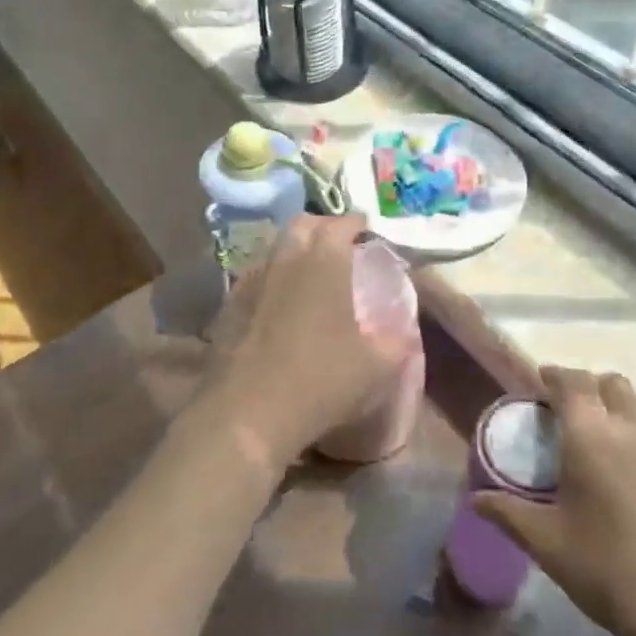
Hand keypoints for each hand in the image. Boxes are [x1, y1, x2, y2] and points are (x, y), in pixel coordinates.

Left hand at [204, 214, 415, 468]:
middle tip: (340, 247)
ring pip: (276, 249)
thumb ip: (399, 339)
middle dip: (324, 228)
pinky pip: (257, 277)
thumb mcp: (379, 366)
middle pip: (303, 225)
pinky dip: (273, 280)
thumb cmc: (322, 380)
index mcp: (325, 261)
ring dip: (295, 253)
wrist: (248, 411)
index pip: (343, 224)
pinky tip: (280, 305)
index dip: (359, 226)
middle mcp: (286, 258)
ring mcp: (252, 279)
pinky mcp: (229, 304)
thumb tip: (406, 328)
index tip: (370, 236)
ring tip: (311, 276)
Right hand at [473, 367, 635, 635]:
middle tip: (567, 416)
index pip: (571, 381)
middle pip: (610, 384)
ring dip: (618, 409)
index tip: (538, 385)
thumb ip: (509, 514)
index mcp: (591, 433)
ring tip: (602, 442)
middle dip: (588, 389)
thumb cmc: (614, 571)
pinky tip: (635, 474)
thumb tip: (475, 498)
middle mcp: (633, 427)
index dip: (553, 376)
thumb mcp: (550, 546)